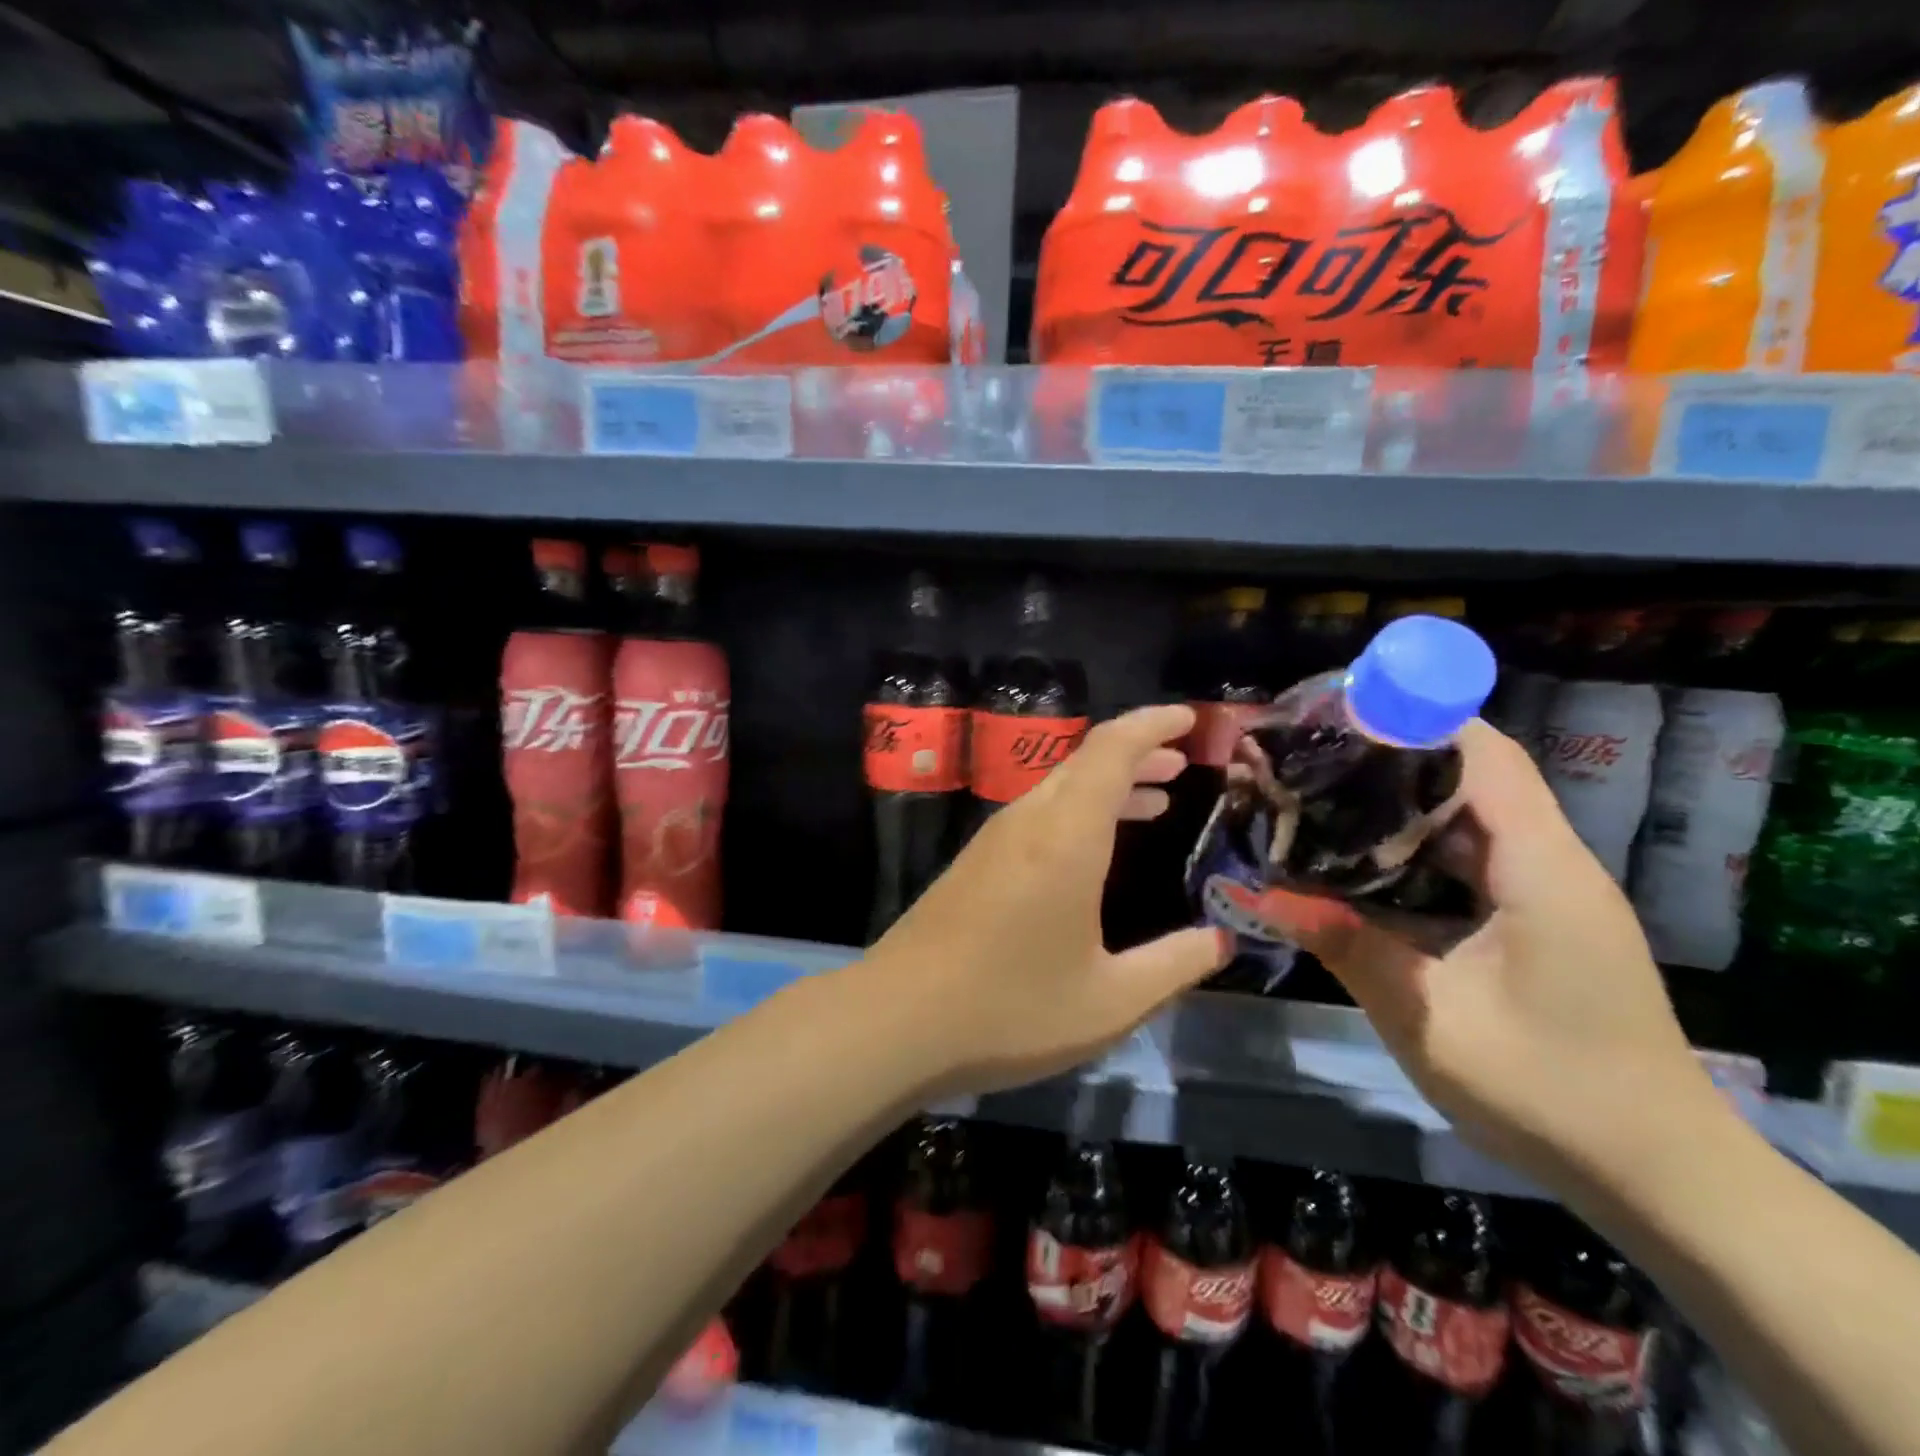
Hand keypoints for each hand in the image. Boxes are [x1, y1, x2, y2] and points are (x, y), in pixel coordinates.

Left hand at [867, 703, 1228, 1095]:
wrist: (897, 1019)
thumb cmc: (1011, 1009)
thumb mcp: (1111, 1001)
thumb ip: (1173, 965)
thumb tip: (1220, 941)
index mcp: (1066, 835)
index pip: (1113, 748)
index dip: (1154, 725)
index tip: (1191, 719)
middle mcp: (1028, 821)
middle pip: (1086, 761)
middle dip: (1138, 753)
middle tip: (1183, 764)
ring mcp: (994, 840)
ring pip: (1060, 787)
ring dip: (1108, 784)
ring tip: (1156, 799)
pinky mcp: (974, 862)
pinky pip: (1038, 814)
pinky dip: (1079, 812)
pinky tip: (1094, 851)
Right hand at [1257, 719, 1727, 1192]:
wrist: (1657, 1174)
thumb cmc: (1548, 1089)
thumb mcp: (1427, 1018)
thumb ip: (1345, 945)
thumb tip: (1264, 897)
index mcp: (1540, 870)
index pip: (1485, 757)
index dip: (1417, 721)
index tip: (1341, 711)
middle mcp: (1551, 865)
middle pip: (1475, 777)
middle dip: (1394, 756)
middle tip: (1314, 755)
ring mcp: (1549, 894)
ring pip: (1472, 818)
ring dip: (1404, 802)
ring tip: (1325, 795)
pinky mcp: (1539, 921)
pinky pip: (1474, 860)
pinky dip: (1420, 847)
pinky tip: (1365, 860)